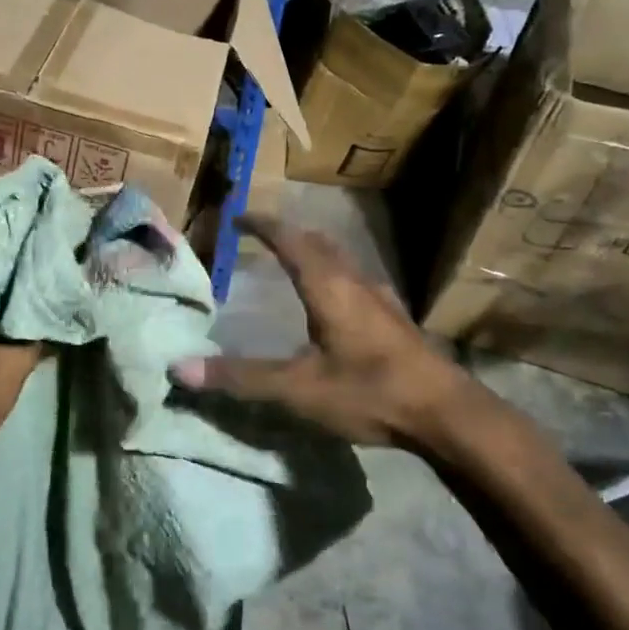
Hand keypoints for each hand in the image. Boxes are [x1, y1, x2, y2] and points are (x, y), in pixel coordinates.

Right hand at [170, 215, 509, 450]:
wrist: (446, 413)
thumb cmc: (369, 391)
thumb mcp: (298, 389)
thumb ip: (242, 377)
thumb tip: (181, 367)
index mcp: (329, 286)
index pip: (290, 238)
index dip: (262, 224)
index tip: (238, 216)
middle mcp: (355, 282)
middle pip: (318, 242)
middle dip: (287, 233)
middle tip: (260, 236)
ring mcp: (381, 299)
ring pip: (341, 260)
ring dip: (313, 252)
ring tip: (291, 262)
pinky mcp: (395, 319)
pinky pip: (355, 280)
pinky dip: (332, 275)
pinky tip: (333, 302)